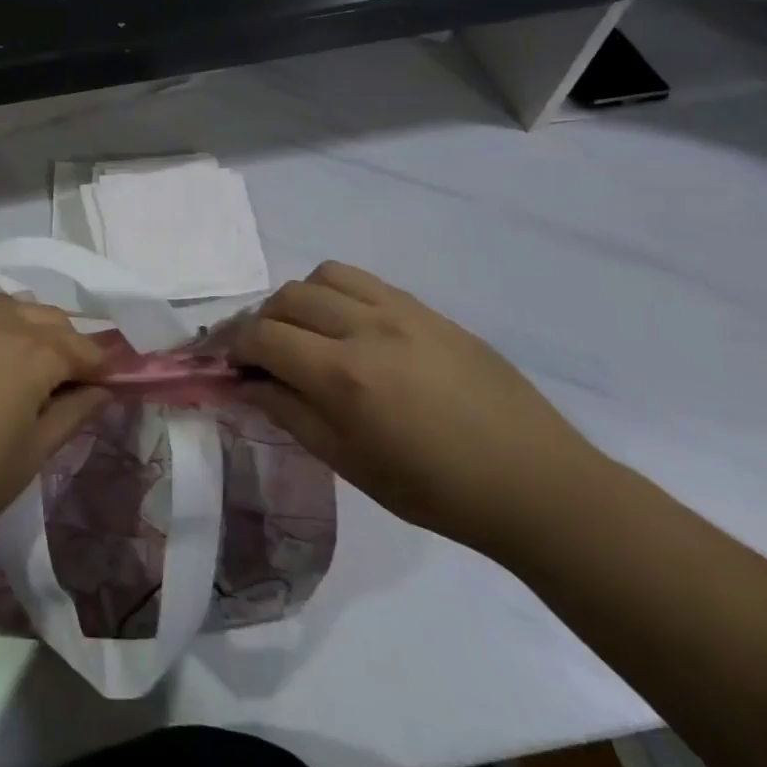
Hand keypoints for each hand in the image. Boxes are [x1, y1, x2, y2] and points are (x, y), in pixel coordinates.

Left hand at [0, 294, 110, 554]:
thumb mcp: (32, 455)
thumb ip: (73, 413)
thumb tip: (102, 389)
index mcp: (29, 355)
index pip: (78, 346)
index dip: (95, 362)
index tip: (100, 377)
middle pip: (41, 316)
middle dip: (60, 337)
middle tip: (59, 369)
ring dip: (17, 323)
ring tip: (13, 354)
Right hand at [233, 262, 603, 551]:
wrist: (535, 484)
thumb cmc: (436, 491)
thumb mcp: (351, 464)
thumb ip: (289, 414)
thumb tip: (244, 383)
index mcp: (344, 376)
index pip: (264, 337)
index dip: (235, 348)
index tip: (230, 365)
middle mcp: (367, 329)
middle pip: (287, 298)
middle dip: (262, 322)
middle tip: (265, 355)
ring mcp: (402, 312)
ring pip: (324, 275)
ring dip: (301, 299)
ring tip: (308, 332)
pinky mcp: (428, 310)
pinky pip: (366, 281)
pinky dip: (340, 294)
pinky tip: (351, 328)